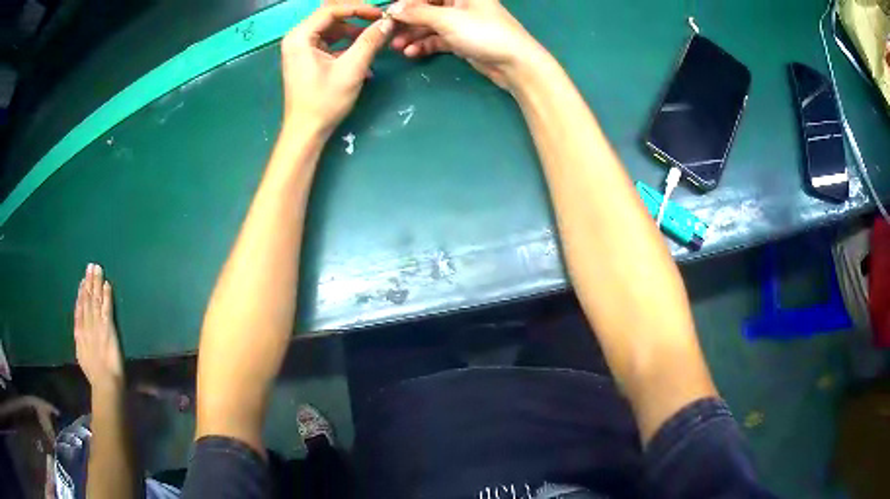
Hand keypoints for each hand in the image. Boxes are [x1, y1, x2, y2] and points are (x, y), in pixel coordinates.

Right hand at [74, 263, 123, 392]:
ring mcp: (97, 326)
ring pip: (95, 300)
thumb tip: (78, 332)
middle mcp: (87, 326)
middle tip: (90, 266)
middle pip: (87, 300)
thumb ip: (80, 342)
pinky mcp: (108, 328)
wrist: (105, 383)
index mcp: (80, 334)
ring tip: (97, 269)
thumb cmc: (96, 376)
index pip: (80, 309)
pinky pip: (107, 308)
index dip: (81, 294)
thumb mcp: (82, 356)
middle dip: (88, 283)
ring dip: (96, 284)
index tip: (82, 281)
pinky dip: (106, 296)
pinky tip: (107, 284)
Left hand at [281, 4, 394, 135]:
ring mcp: (300, 49)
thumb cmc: (324, 102)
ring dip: (353, 32)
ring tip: (374, 40)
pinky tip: (362, 56)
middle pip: (330, 16)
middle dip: (356, 17)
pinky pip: (328, 42)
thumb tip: (388, 22)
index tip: (381, 14)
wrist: (306, 132)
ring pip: (331, 29)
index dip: (358, 8)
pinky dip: (345, 45)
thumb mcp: (351, 69)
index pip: (331, 9)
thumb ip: (370, 41)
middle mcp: (296, 38)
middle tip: (379, 21)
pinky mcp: (306, 58)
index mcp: (300, 37)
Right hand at [388, 0, 546, 87]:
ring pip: (429, 25)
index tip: (388, 16)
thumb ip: (418, 13)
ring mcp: (460, 22)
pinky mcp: (460, 39)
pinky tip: (412, 53)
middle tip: (389, 34)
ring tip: (397, 48)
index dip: (406, 4)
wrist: (515, 63)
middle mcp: (459, 3)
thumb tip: (394, 9)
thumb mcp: (447, 19)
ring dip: (412, 35)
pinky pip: (436, 39)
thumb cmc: (484, 32)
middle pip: (425, 8)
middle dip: (406, 21)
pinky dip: (424, 45)